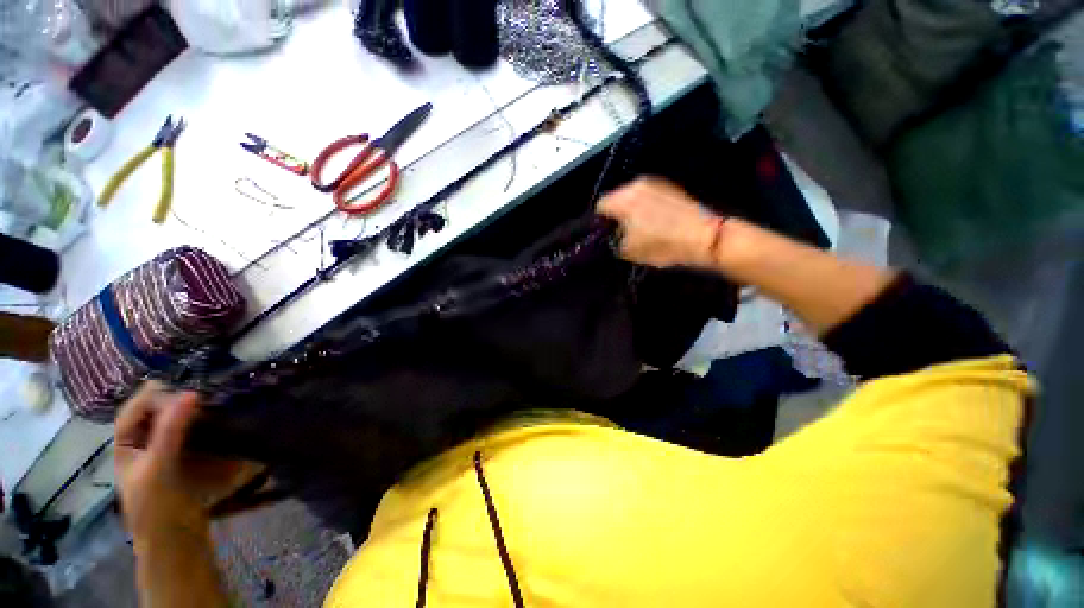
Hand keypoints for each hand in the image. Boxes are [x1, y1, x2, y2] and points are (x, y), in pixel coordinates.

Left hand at [114, 382, 254, 541]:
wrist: (176, 540)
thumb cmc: (156, 506)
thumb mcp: (159, 467)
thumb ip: (170, 430)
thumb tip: (191, 392)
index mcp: (126, 442)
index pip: (136, 407)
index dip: (157, 395)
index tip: (189, 388)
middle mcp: (143, 441)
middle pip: (157, 410)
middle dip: (179, 401)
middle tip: (208, 395)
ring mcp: (166, 449)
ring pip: (177, 419)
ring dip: (195, 410)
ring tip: (219, 402)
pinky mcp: (187, 457)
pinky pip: (194, 431)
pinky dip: (206, 422)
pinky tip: (222, 419)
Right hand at [596, 177, 721, 269]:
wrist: (704, 237)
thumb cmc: (663, 244)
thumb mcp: (628, 250)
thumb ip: (612, 240)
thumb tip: (611, 235)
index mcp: (624, 199)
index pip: (600, 206)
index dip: (600, 222)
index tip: (604, 234)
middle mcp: (637, 185)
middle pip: (616, 198)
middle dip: (616, 214)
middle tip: (620, 233)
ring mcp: (655, 184)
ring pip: (632, 196)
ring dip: (630, 210)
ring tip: (638, 228)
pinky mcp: (669, 188)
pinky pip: (647, 196)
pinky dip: (644, 207)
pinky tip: (652, 222)